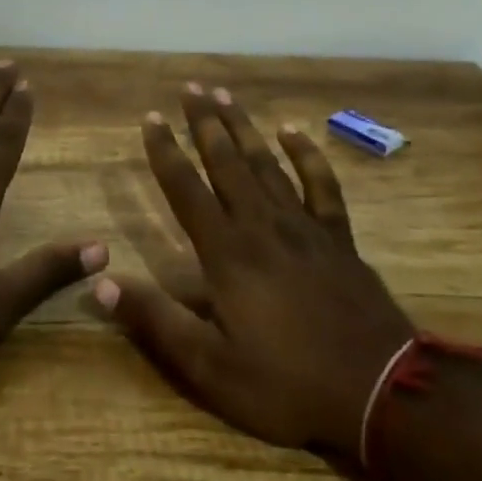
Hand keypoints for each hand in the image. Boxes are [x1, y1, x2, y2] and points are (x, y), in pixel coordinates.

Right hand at [95, 84, 412, 459]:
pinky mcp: (338, 237)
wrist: (382, 392)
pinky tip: (293, 131)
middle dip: (204, 123)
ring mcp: (304, 226)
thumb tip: (100, 282)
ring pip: (266, 163)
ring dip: (243, 127)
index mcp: (227, 253)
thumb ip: (156, 321)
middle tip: (189, 87)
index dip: (165, 152)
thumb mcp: (210, 367)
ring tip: (224, 95)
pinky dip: (307, 154)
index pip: (186, 189)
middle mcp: (261, 226)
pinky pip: (320, 184)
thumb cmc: (287, 384)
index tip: (151, 118)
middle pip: (226, 162)